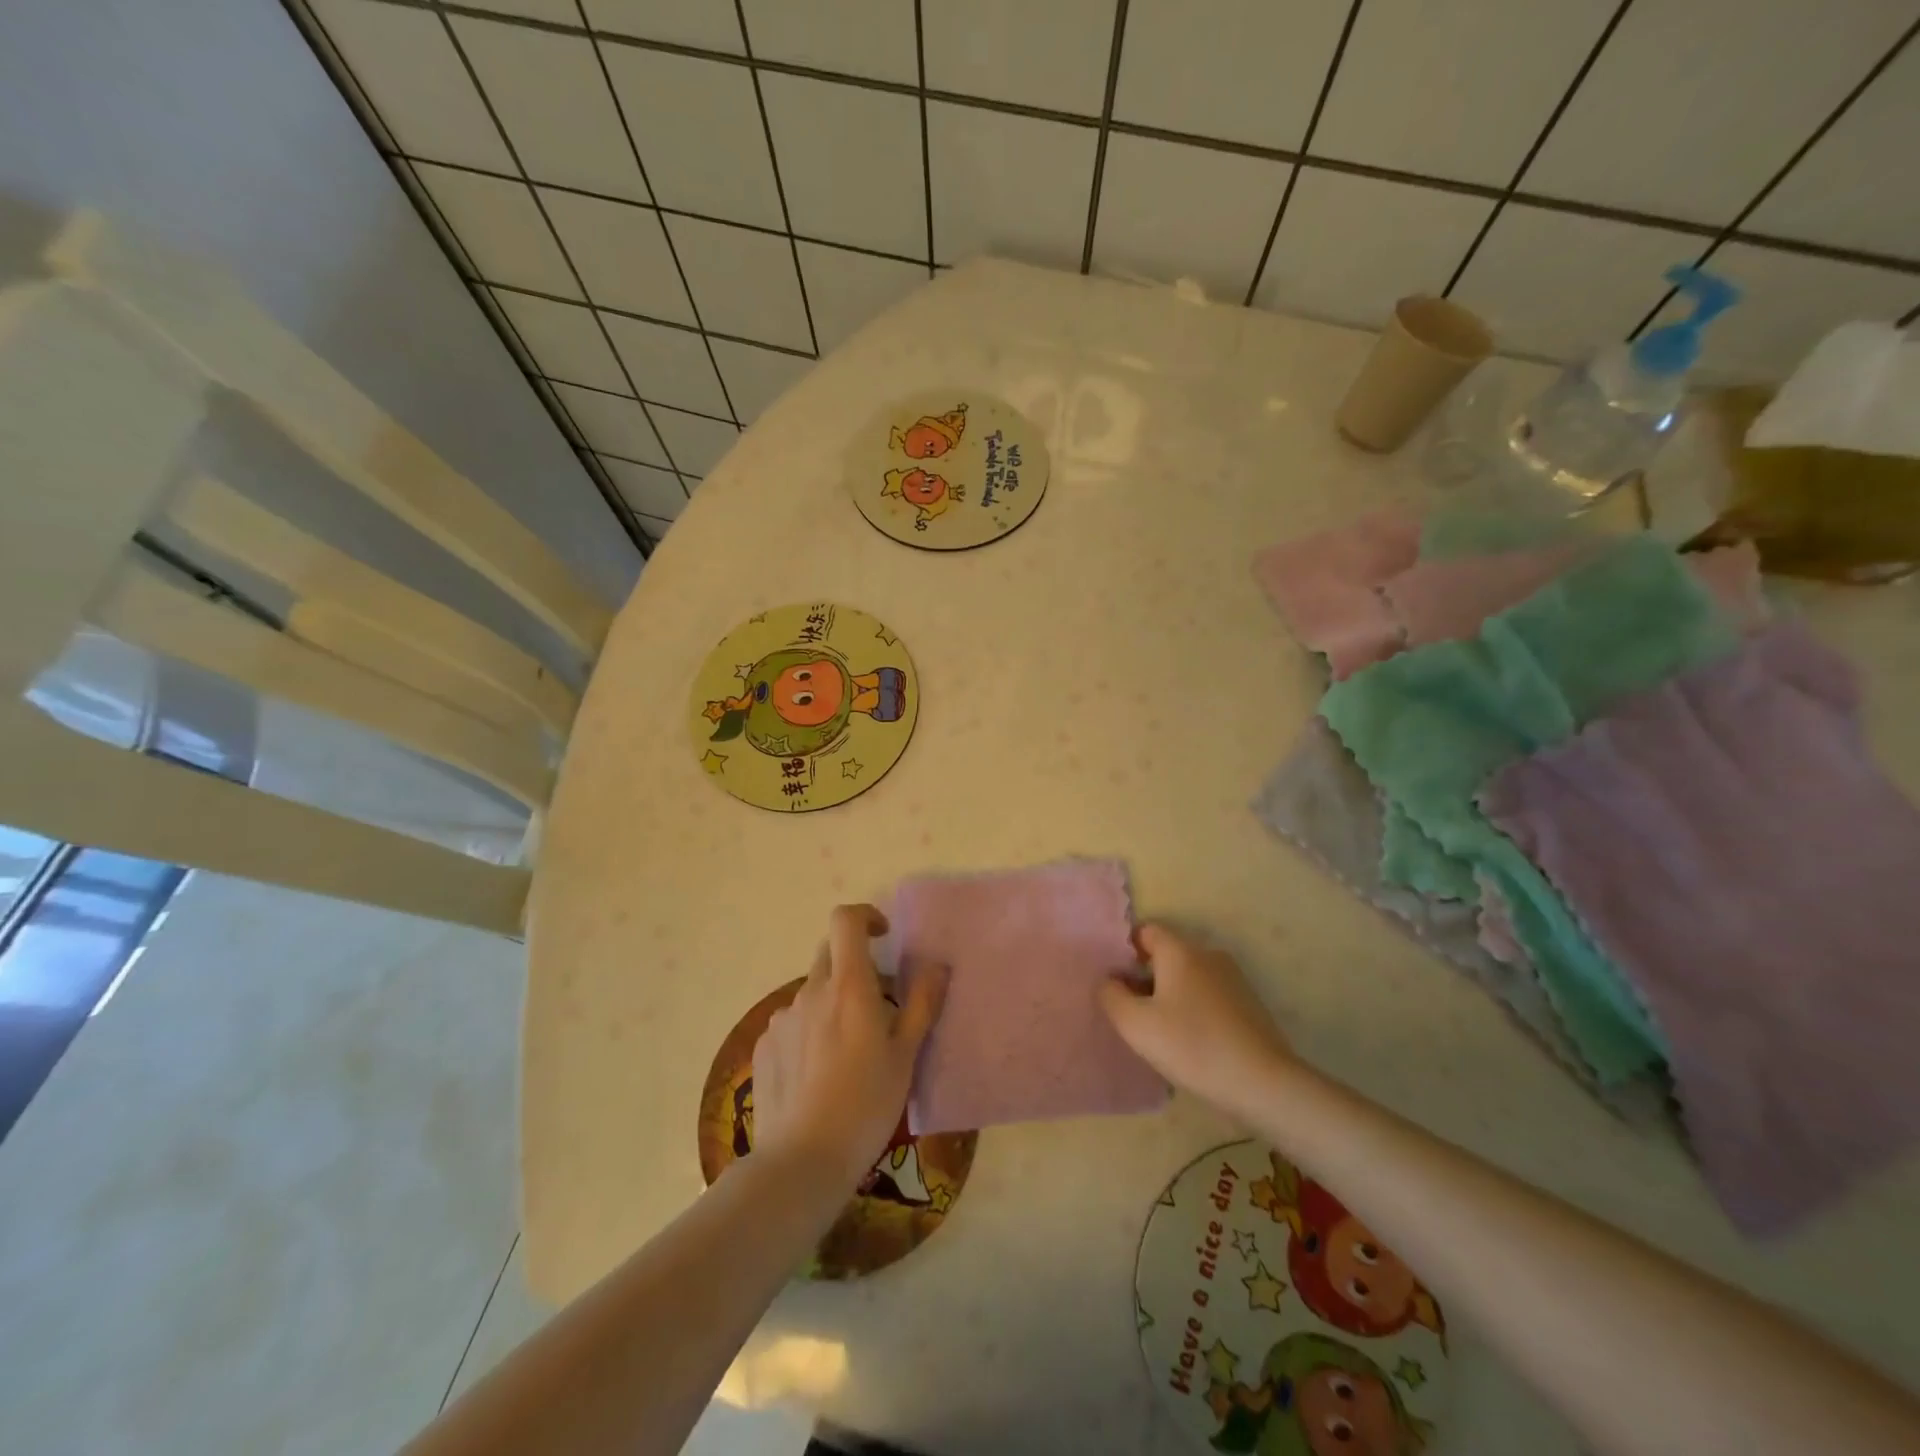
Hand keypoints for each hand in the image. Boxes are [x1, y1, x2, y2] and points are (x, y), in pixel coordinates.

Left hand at [751, 904, 946, 1189]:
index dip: (865, 917)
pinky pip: (792, 1023)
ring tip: (848, 1050)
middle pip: (830, 954)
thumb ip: (922, 1003)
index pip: (845, 920)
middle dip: (855, 965)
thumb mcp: (906, 1056)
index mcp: (848, 986)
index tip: (884, 938)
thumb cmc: (866, 1104)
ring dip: (832, 1002)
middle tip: (877, 1004)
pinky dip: (810, 1030)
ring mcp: (782, 1019)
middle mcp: (810, 991)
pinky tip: (819, 1073)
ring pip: (812, 992)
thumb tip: (937, 965)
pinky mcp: (764, 1046)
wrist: (801, 1161)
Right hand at [1100, 923, 1295, 1115]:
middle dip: (1145, 976)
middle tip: (1131, 1012)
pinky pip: (1208, 995)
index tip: (1115, 982)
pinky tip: (1190, 1042)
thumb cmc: (1192, 1046)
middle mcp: (1207, 954)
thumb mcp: (1136, 1025)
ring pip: (1188, 976)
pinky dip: (1193, 1009)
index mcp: (1180, 951)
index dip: (1125, 952)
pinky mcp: (1248, 1003)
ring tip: (1159, 1031)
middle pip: (1166, 954)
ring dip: (1169, 995)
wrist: (1264, 1083)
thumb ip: (1111, 995)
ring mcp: (1232, 978)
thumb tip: (1109, 981)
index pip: (1145, 931)